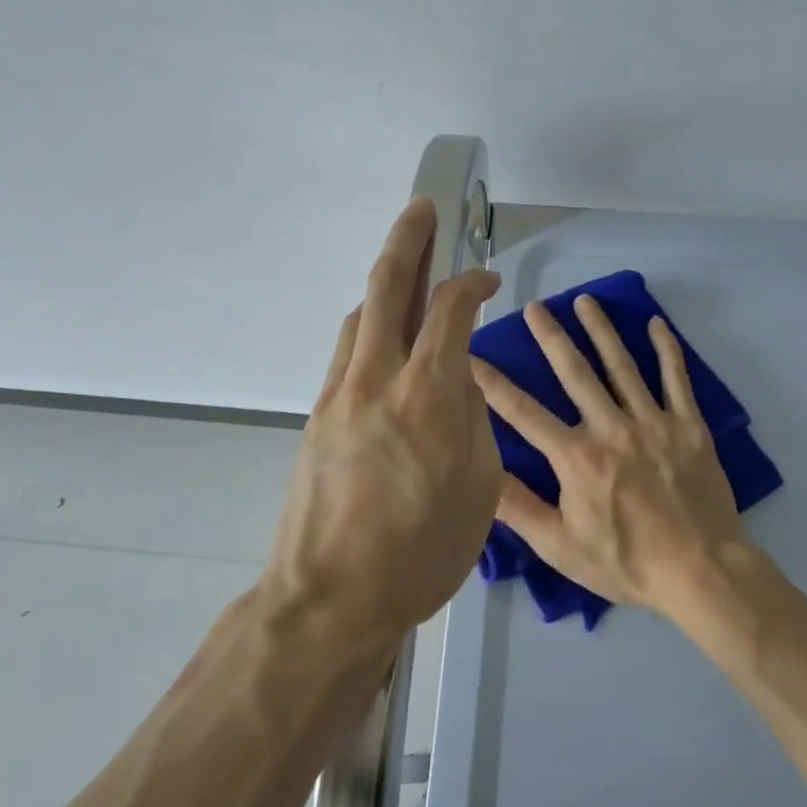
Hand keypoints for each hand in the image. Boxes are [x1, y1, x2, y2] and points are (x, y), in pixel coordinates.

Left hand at [263, 197, 503, 649]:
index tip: (489, 279)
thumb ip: (472, 421)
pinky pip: (347, 353)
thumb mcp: (478, 489)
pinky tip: (385, 341)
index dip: (472, 283)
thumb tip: (459, 382)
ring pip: (361, 317)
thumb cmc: (420, 554)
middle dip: (408, 239)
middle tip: (422, 208)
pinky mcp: (317, 416)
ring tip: (408, 275)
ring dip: (385, 287)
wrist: (329, 599)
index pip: (450, 311)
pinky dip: (371, 329)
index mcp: (425, 395)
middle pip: (388, 287)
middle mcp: (376, 379)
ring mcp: (338, 394)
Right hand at [471, 296, 743, 614]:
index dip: (494, 384)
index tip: (472, 356)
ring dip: (601, 330)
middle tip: (534, 306)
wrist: (700, 571)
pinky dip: (667, 350)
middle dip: (551, 337)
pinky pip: (676, 379)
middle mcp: (610, 428)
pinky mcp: (688, 426)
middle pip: (574, 373)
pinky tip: (656, 324)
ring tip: (585, 301)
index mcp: (575, 457)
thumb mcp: (560, 546)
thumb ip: (519, 508)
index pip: (523, 413)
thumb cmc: (625, 563)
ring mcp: (652, 422)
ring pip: (622, 366)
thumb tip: (481, 473)